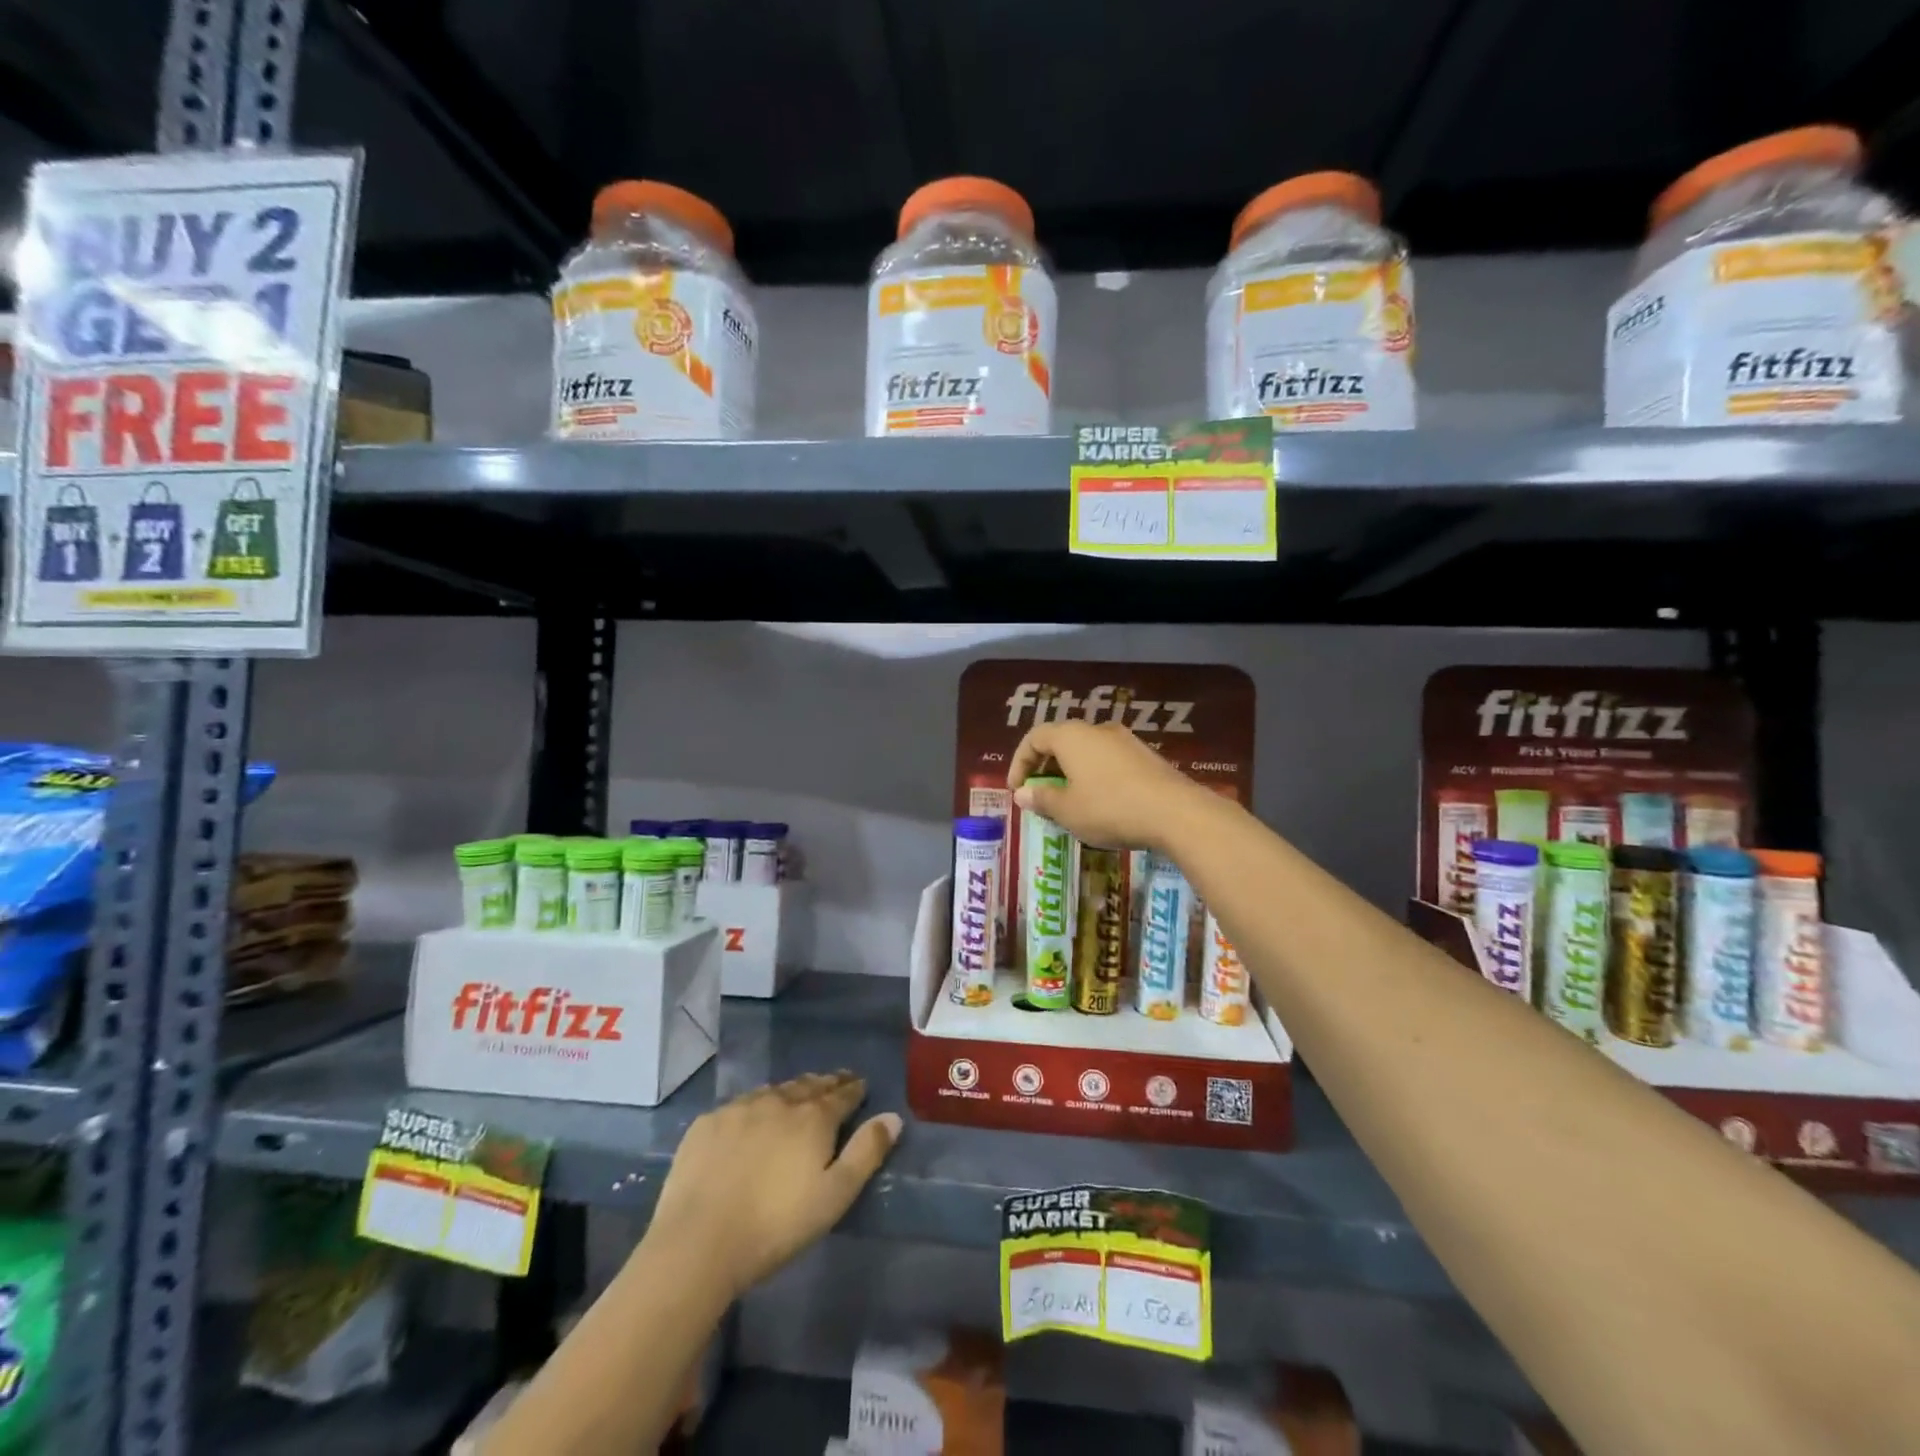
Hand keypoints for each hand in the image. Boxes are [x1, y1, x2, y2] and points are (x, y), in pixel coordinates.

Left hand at [643, 1072, 900, 1299]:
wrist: (698, 1242)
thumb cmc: (775, 1225)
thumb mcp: (834, 1196)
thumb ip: (866, 1153)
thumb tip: (892, 1117)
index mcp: (813, 1117)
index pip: (842, 1094)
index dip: (854, 1088)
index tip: (861, 1084)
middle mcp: (779, 1101)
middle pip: (809, 1085)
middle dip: (826, 1083)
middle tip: (836, 1082)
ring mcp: (740, 1108)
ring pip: (774, 1091)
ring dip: (791, 1091)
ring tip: (798, 1094)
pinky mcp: (708, 1123)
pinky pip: (740, 1104)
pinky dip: (756, 1105)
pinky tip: (753, 1117)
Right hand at [1007, 719, 1208, 851]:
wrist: (1175, 812)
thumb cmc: (1110, 808)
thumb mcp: (1067, 810)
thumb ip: (1041, 798)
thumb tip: (1023, 793)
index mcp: (1071, 736)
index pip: (1034, 738)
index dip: (1020, 762)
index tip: (1017, 789)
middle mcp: (1097, 730)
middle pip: (1061, 741)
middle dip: (1045, 767)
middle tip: (1040, 793)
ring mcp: (1126, 741)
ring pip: (1087, 751)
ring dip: (1071, 772)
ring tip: (1069, 801)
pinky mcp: (1146, 756)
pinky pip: (1109, 761)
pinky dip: (1095, 776)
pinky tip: (1100, 802)